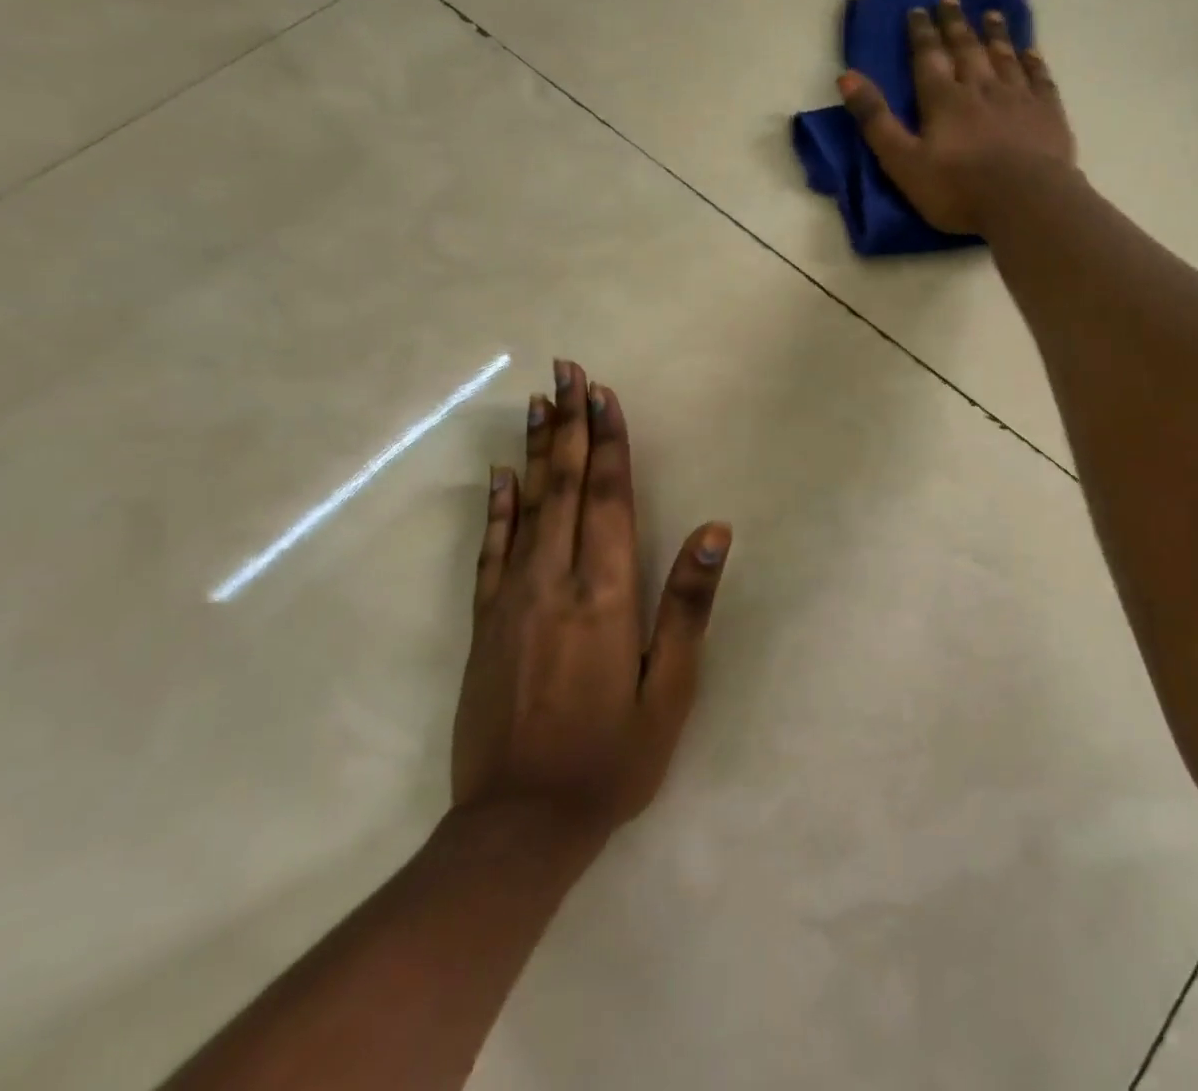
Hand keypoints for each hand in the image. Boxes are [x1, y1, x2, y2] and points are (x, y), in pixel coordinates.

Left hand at [452, 358, 729, 843]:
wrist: (517, 826)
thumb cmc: (610, 758)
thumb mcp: (669, 689)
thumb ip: (688, 604)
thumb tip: (714, 529)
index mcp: (605, 592)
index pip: (611, 496)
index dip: (610, 440)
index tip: (603, 392)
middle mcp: (554, 580)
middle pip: (566, 485)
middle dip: (571, 423)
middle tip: (566, 370)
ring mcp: (511, 598)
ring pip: (527, 505)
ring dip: (538, 449)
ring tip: (539, 402)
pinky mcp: (483, 622)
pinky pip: (490, 549)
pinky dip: (497, 506)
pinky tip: (501, 475)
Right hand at [839, 0, 1075, 235]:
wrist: (1025, 201)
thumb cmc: (958, 189)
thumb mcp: (903, 162)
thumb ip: (876, 121)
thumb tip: (846, 76)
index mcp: (943, 100)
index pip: (928, 57)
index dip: (921, 33)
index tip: (917, 9)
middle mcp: (980, 88)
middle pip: (966, 48)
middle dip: (955, 24)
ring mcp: (1018, 97)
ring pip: (1004, 56)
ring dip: (995, 34)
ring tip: (990, 14)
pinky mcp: (1048, 112)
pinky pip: (1039, 77)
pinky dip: (1032, 61)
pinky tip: (1030, 51)